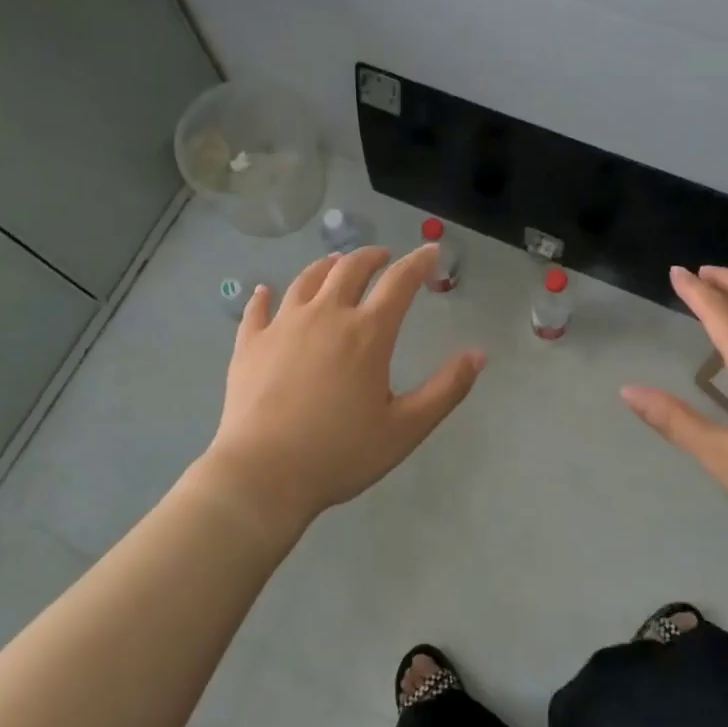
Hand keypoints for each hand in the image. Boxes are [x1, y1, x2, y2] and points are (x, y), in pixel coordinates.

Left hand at [201, 246, 485, 534]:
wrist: (263, 474)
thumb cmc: (340, 453)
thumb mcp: (406, 428)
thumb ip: (446, 389)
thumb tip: (478, 354)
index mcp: (368, 333)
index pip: (400, 282)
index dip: (419, 262)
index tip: (430, 252)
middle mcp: (325, 315)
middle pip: (350, 269)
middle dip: (372, 256)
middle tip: (383, 256)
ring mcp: (283, 325)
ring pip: (306, 279)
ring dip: (327, 266)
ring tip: (336, 263)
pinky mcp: (250, 343)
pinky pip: (258, 309)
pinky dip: (265, 296)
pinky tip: (265, 292)